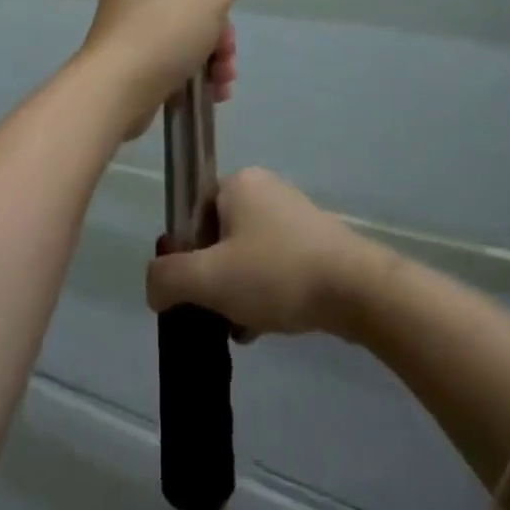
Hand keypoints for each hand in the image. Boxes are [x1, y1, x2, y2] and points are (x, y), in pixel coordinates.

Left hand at [77, 0, 246, 141]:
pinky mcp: (130, 63)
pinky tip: (212, 93)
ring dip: (214, 58)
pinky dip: (195, 75)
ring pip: (187, 36)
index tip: (221, 7)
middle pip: (192, 4)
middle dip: (219, 33)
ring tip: (222, 80)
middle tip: (225, 53)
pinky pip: (172, 62)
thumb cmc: (163, 31)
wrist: (116, 92)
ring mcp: (129, 29)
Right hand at [145, 168, 377, 338]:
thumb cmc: (276, 273)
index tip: (196, 290)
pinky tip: (266, 325)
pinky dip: (265, 292)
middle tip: (219, 313)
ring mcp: (293, 213)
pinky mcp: (315, 239)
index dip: (187, 255)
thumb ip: (168, 279)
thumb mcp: (209, 279)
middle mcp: (265, 188)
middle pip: (219, 238)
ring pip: (247, 255)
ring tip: (243, 327)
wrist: (356, 289)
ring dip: (238, 292)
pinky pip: (275, 264)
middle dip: (215, 279)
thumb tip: (153, 286)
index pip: (193, 215)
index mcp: (237, 182)